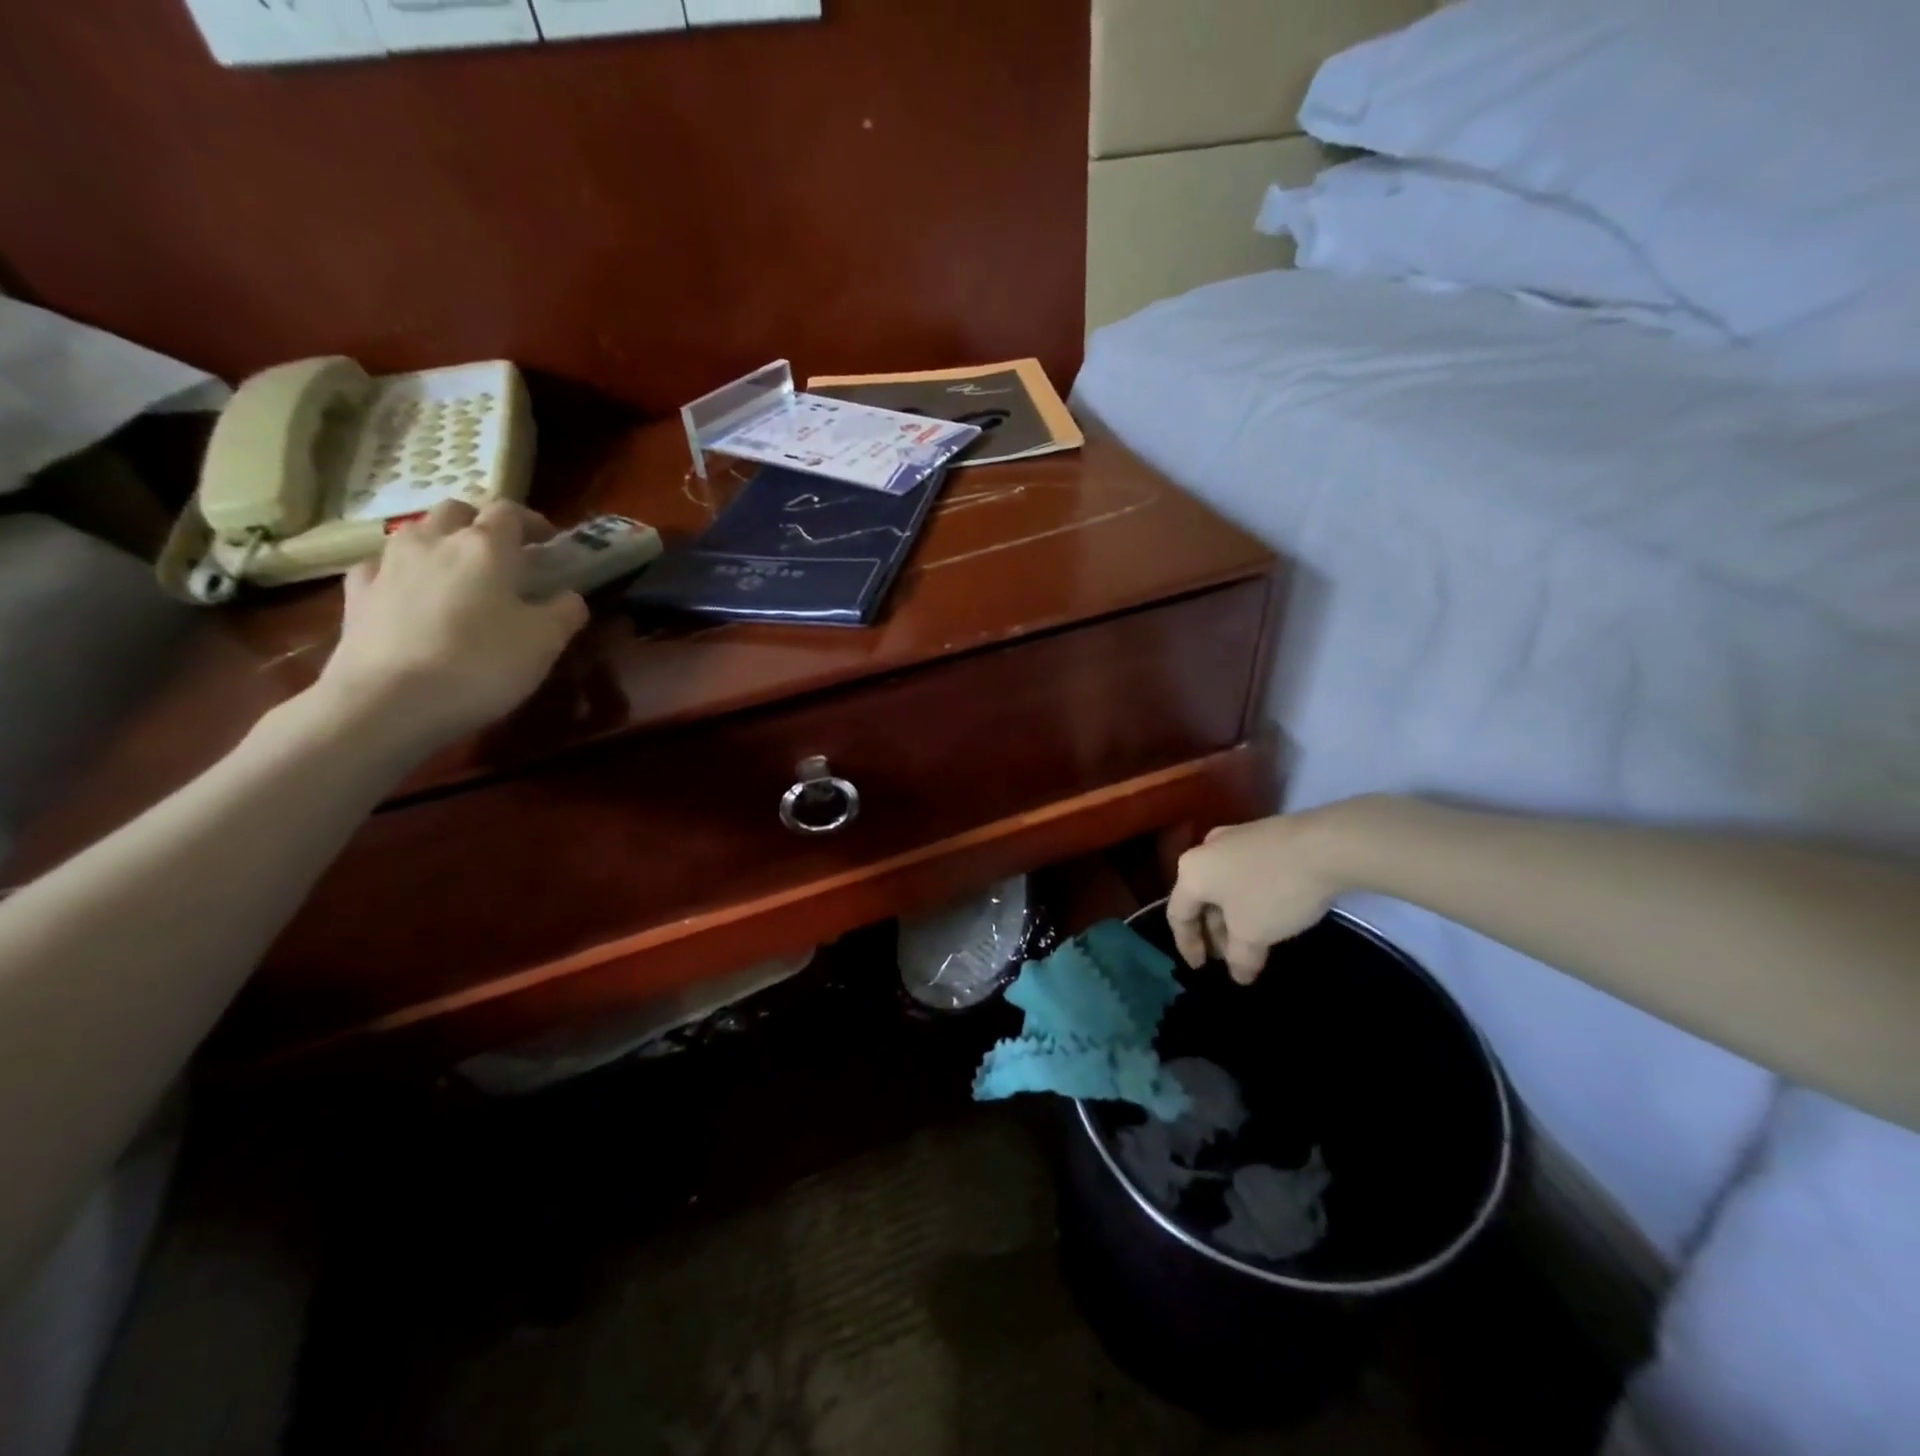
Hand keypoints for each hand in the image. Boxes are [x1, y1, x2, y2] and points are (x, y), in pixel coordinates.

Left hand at [312, 500, 588, 755]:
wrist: (388, 703)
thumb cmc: (481, 665)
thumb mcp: (546, 642)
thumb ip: (565, 611)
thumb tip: (569, 596)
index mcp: (486, 546)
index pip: (510, 511)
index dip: (532, 522)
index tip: (549, 542)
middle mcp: (433, 541)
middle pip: (457, 511)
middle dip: (481, 525)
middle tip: (502, 555)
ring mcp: (388, 564)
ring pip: (417, 533)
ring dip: (441, 544)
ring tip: (457, 575)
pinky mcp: (356, 594)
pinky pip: (383, 567)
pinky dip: (403, 573)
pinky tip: (410, 596)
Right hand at [1166, 811, 1348, 983]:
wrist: (1324, 845)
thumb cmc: (1273, 891)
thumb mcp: (1253, 935)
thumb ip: (1239, 958)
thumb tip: (1239, 973)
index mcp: (1191, 873)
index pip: (1178, 914)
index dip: (1187, 946)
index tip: (1201, 969)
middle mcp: (1205, 850)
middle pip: (1201, 898)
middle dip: (1213, 931)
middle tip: (1228, 957)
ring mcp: (1234, 839)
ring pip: (1223, 885)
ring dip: (1232, 915)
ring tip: (1251, 939)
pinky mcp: (1261, 835)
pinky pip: (1243, 872)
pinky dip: (1248, 897)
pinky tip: (1269, 912)